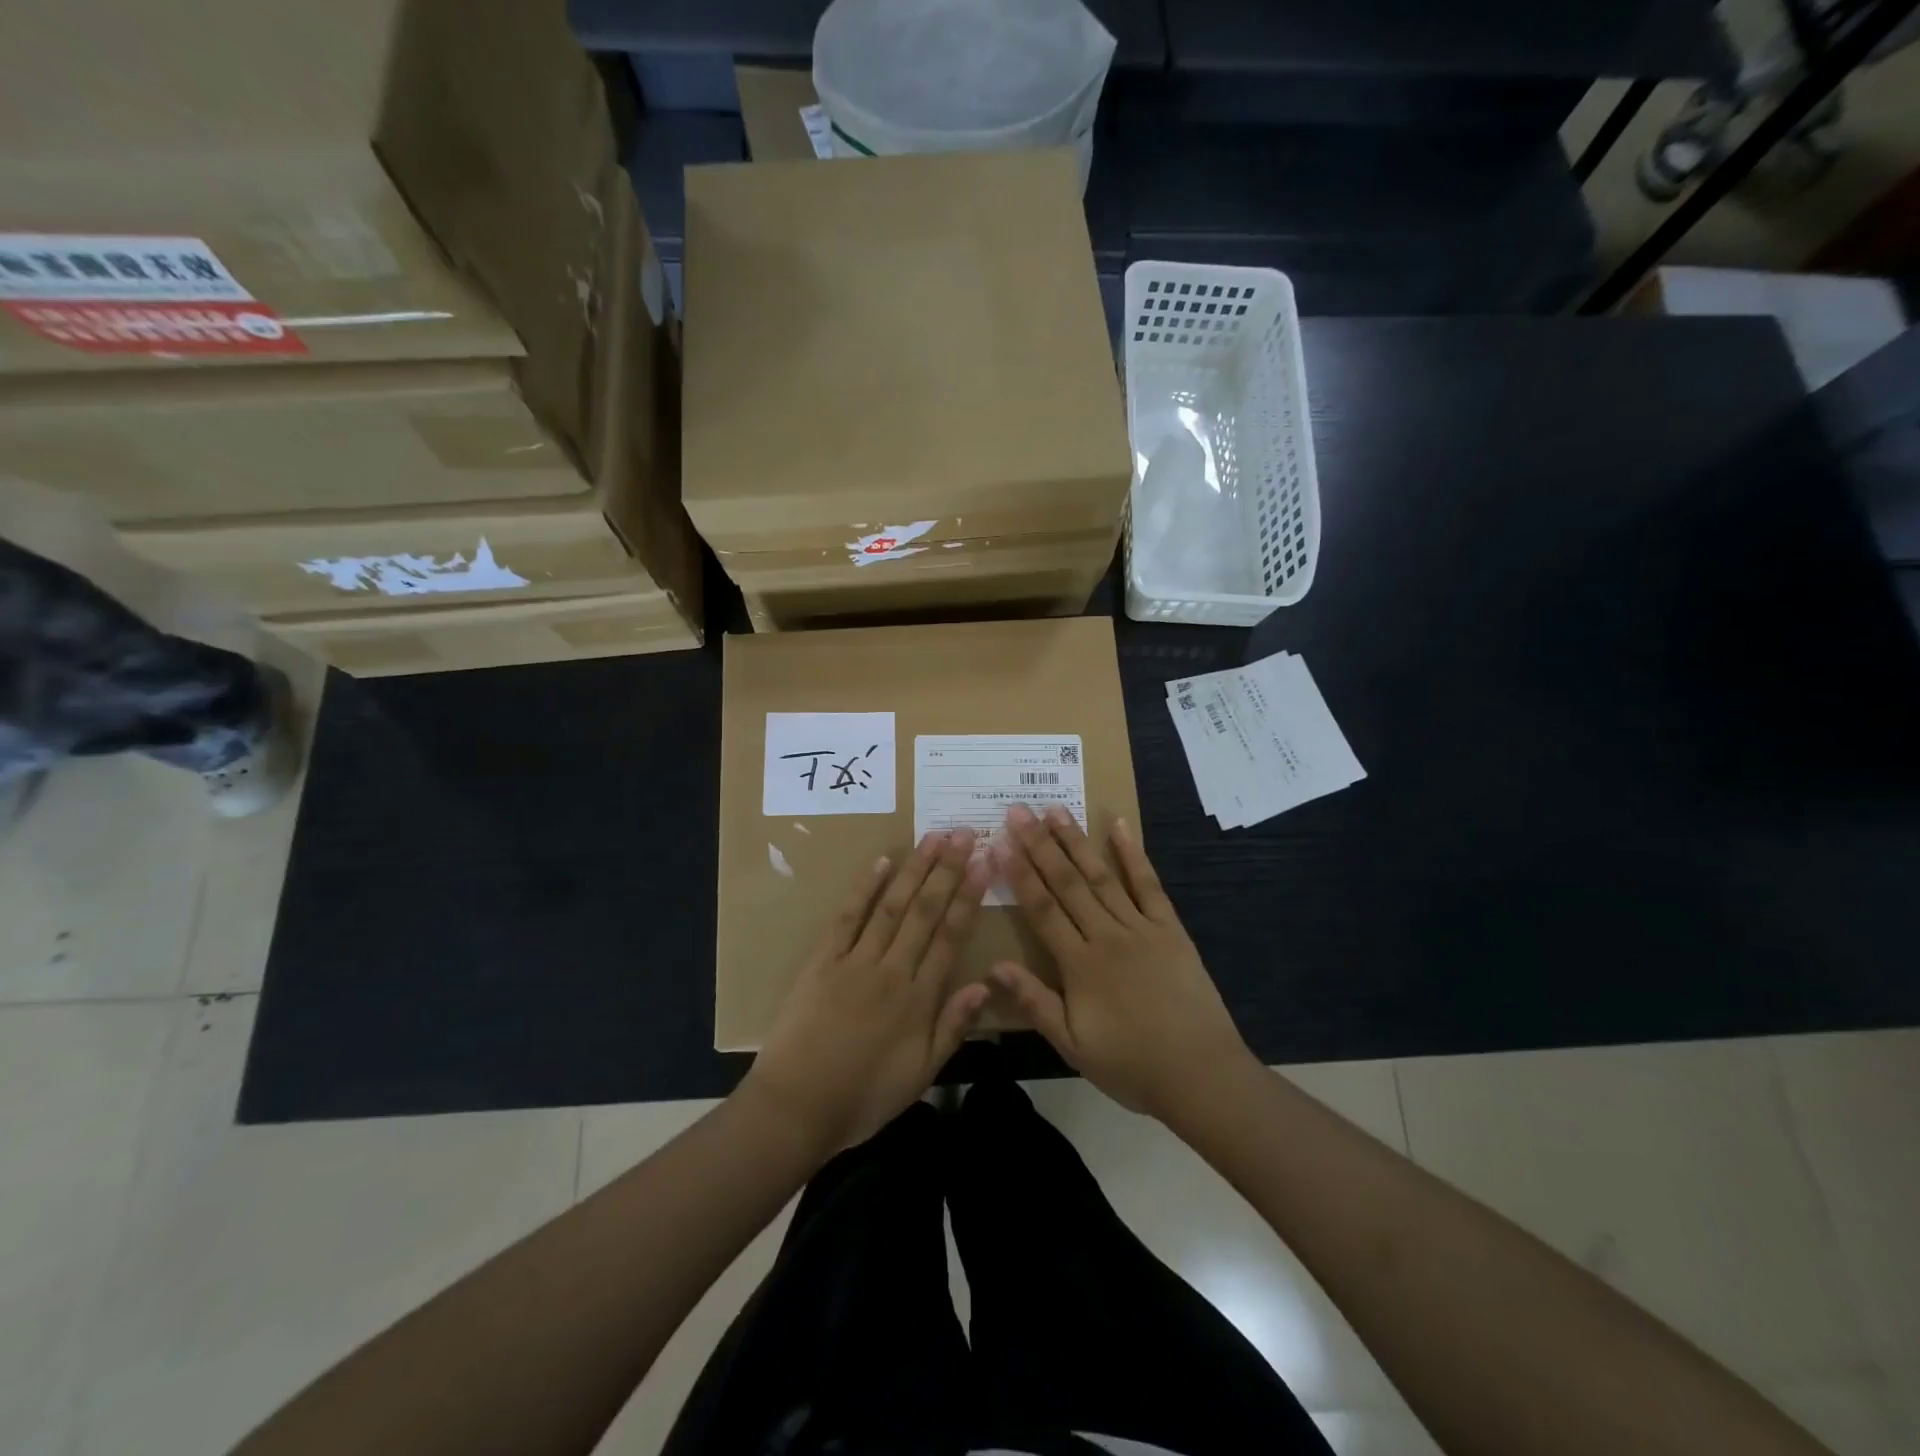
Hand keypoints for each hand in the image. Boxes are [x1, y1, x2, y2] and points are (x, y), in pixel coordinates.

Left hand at [743, 829, 990, 1155]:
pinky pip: (847, 917)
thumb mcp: (920, 1075)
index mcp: (919, 999)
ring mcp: (855, 961)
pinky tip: (882, 862)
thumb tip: (985, 984)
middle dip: (947, 870)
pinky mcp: (822, 960)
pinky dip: (865, 887)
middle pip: (925, 911)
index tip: (984, 863)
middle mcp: (892, 970)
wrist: (797, 1108)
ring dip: (915, 869)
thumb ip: (953, 1027)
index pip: (951, 936)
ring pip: (892, 906)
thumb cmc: (864, 1097)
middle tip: (964, 834)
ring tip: (934, 838)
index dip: (969, 897)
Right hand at [990, 804, 1255, 1121]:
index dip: (1019, 873)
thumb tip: (994, 966)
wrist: (1202, 1076)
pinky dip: (1133, 854)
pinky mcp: (1171, 928)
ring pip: (1102, 876)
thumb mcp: (1073, 1046)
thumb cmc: (1131, 1066)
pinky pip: (1149, 885)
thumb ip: (1035, 1002)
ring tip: (1055, 810)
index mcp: (1080, 965)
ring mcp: (1142, 928)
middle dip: (1040, 845)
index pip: (1042, 908)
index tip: (999, 841)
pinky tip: (1119, 826)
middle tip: (1018, 811)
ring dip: (1076, 841)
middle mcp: (1107, 935)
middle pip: (1067, 883)